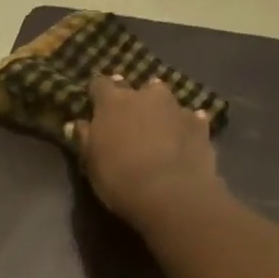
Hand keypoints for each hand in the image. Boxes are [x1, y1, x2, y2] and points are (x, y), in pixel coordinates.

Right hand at [73, 74, 220, 228]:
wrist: (170, 193)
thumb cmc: (119, 178)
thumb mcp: (92, 163)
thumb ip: (85, 139)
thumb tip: (78, 123)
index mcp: (113, 103)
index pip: (99, 84)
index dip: (97, 93)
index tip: (95, 104)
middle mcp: (145, 96)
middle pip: (137, 87)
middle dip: (132, 99)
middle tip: (129, 120)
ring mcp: (176, 107)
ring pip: (165, 99)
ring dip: (159, 110)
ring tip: (158, 129)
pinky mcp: (199, 125)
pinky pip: (190, 119)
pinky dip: (184, 126)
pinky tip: (182, 140)